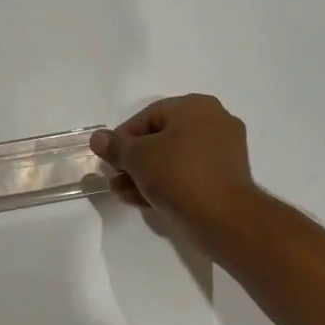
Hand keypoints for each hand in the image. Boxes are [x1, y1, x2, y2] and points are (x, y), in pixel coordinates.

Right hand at [91, 95, 259, 245]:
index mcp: (196, 107)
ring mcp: (224, 151)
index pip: (147, 117)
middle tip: (116, 179)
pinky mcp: (226, 178)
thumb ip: (115, 146)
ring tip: (125, 194)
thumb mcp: (137, 158)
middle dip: (134, 161)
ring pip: (174, 159)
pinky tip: (146, 201)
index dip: (122, 138)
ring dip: (146, 175)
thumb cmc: (178, 175)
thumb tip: (98, 138)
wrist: (223, 217)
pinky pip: (189, 175)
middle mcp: (214, 122)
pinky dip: (168, 184)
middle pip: (161, 138)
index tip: (109, 160)